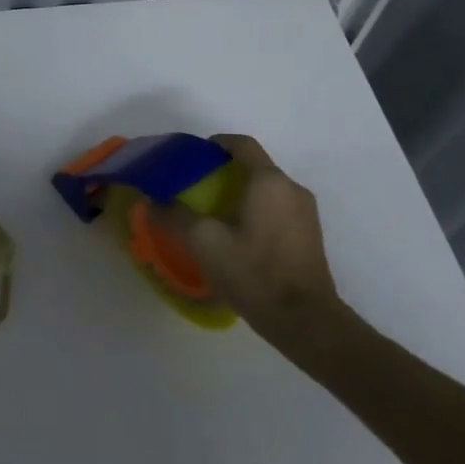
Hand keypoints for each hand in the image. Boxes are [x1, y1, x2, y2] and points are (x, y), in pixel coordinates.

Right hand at [154, 135, 361, 352]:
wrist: (304, 320)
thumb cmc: (253, 272)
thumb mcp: (203, 243)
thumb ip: (175, 216)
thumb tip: (154, 203)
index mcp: (269, 181)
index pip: (242, 145)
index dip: (217, 143)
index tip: (194, 156)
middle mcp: (292, 189)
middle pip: (255, 167)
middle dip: (225, 172)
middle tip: (196, 189)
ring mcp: (306, 213)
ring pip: (267, 190)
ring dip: (241, 194)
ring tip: (214, 215)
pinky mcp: (310, 236)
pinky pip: (278, 210)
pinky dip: (256, 211)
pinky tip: (238, 237)